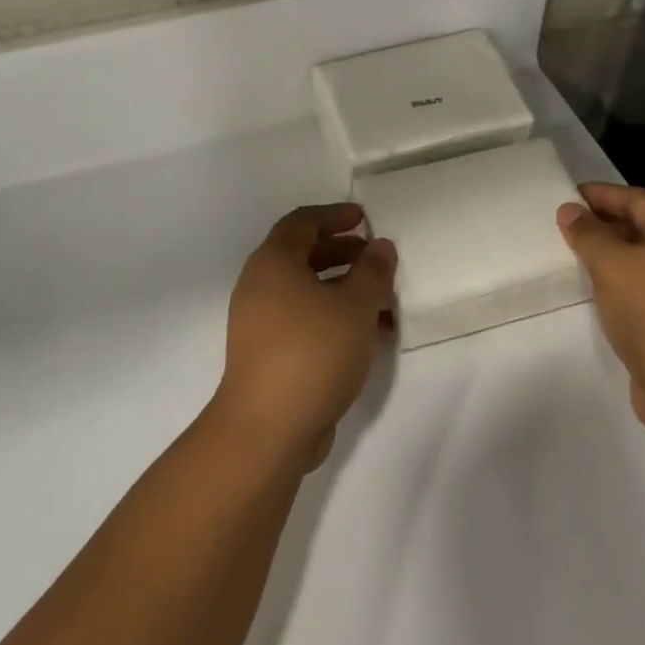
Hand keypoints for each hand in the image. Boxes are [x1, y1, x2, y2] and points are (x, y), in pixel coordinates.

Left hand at [216, 204, 397, 470]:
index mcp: (273, 262)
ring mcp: (261, 323)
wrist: (268, 428)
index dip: (335, 216)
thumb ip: (372, 271)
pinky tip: (370, 335)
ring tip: (384, 300)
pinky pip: (305, 321)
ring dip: (345, 289)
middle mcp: (260, 286)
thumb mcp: (355, 306)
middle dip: (344, 253)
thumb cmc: (312, 352)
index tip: (365, 219)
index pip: (302, 222)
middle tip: (378, 258)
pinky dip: (335, 318)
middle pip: (304, 255)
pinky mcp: (269, 354)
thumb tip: (380, 247)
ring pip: (308, 292)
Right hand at [557, 183, 644, 437]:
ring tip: (569, 251)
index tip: (565, 194)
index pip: (638, 199)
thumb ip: (588, 234)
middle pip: (642, 226)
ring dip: (608, 254)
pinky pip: (642, 285)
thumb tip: (570, 210)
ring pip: (641, 258)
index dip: (601, 195)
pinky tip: (591, 286)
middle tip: (561, 223)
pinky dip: (617, 280)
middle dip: (603, 223)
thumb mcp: (613, 265)